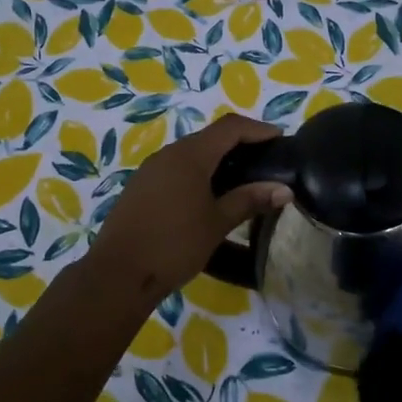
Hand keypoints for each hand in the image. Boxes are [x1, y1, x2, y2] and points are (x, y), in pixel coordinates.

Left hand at [85, 114, 292, 310]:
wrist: (118, 274)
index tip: (280, 139)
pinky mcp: (140, 188)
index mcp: (189, 156)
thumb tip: (284, 189)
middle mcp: (168, 154)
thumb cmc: (174, 244)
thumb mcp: (217, 223)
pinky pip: (175, 170)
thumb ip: (249, 200)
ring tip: (241, 180)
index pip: (229, 127)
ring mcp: (150, 171)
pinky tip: (208, 197)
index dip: (257, 129)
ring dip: (217, 160)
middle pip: (209, 137)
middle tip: (265, 161)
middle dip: (239, 144)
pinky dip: (198, 174)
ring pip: (191, 154)